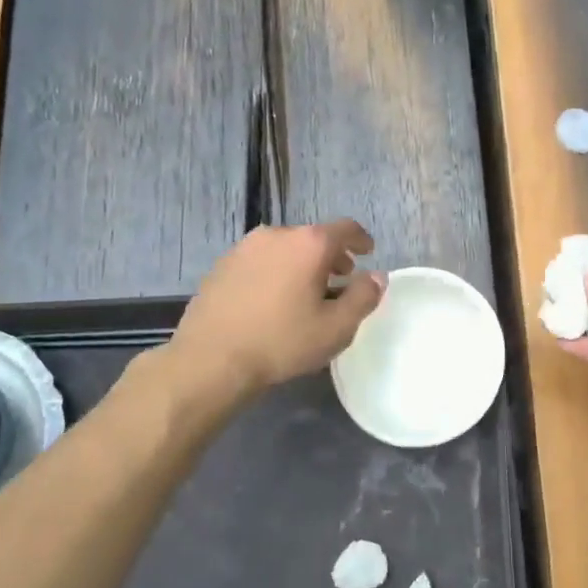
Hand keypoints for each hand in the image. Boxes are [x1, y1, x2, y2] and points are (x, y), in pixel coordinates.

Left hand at [169, 220, 384, 395]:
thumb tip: (377, 276)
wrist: (210, 359)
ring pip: (284, 248)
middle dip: (331, 256)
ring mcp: (244, 247)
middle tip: (339, 281)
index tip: (367, 253)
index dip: (361, 239)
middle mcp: (277, 234)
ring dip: (301, 264)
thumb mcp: (336, 328)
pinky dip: (275, 271)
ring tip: (304, 293)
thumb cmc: (282, 342)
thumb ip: (364, 297)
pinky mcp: (222, 264)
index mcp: (308, 244)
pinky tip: (272, 301)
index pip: (345, 228)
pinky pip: (260, 260)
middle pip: (313, 237)